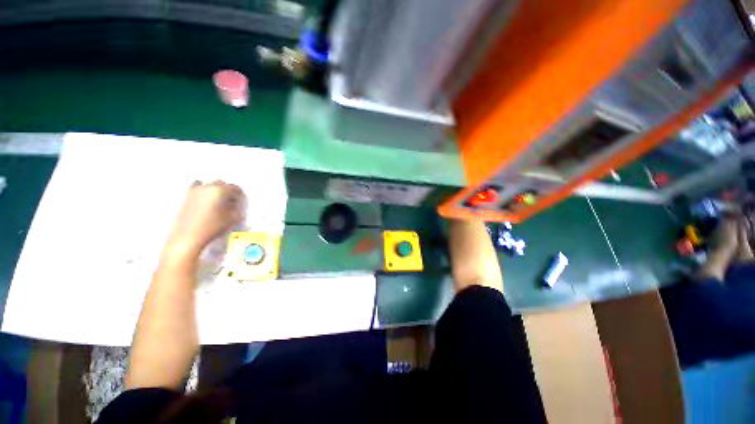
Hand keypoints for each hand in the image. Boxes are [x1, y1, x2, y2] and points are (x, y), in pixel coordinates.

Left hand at [164, 180, 245, 257]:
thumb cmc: (213, 227)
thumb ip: (237, 208)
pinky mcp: (186, 196)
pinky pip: (197, 188)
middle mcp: (207, 187)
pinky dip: (203, 191)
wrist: (188, 236)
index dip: (239, 194)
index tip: (240, 201)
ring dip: (215, 190)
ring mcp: (195, 190)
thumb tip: (236, 204)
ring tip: (218, 201)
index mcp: (220, 190)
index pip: (235, 188)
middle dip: (227, 191)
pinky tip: (205, 201)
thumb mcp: (232, 218)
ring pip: (209, 185)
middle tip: (231, 201)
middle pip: (221, 183)